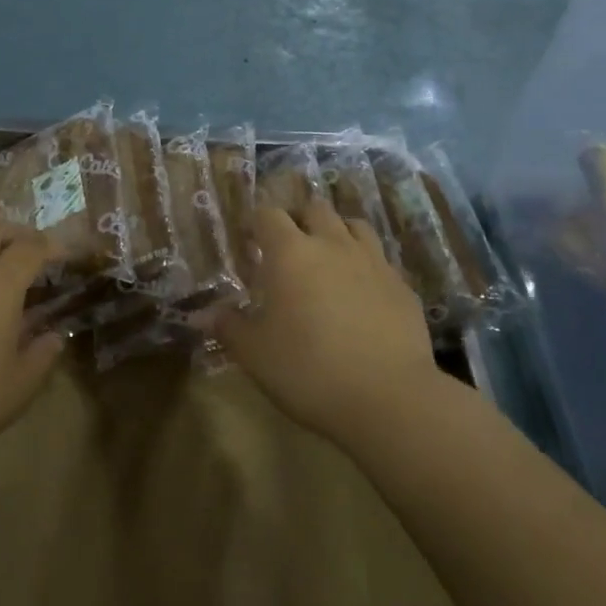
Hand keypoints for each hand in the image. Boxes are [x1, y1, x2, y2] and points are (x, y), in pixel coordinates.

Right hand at [209, 201, 437, 445]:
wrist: (389, 397)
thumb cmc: (309, 370)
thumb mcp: (255, 354)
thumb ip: (229, 327)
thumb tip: (204, 314)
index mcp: (290, 253)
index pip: (268, 215)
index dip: (256, 222)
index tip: (248, 241)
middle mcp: (332, 244)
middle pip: (314, 208)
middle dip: (298, 219)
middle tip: (287, 247)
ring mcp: (372, 261)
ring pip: (353, 224)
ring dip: (336, 232)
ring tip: (327, 258)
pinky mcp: (402, 284)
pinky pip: (379, 258)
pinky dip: (365, 263)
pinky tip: (361, 291)